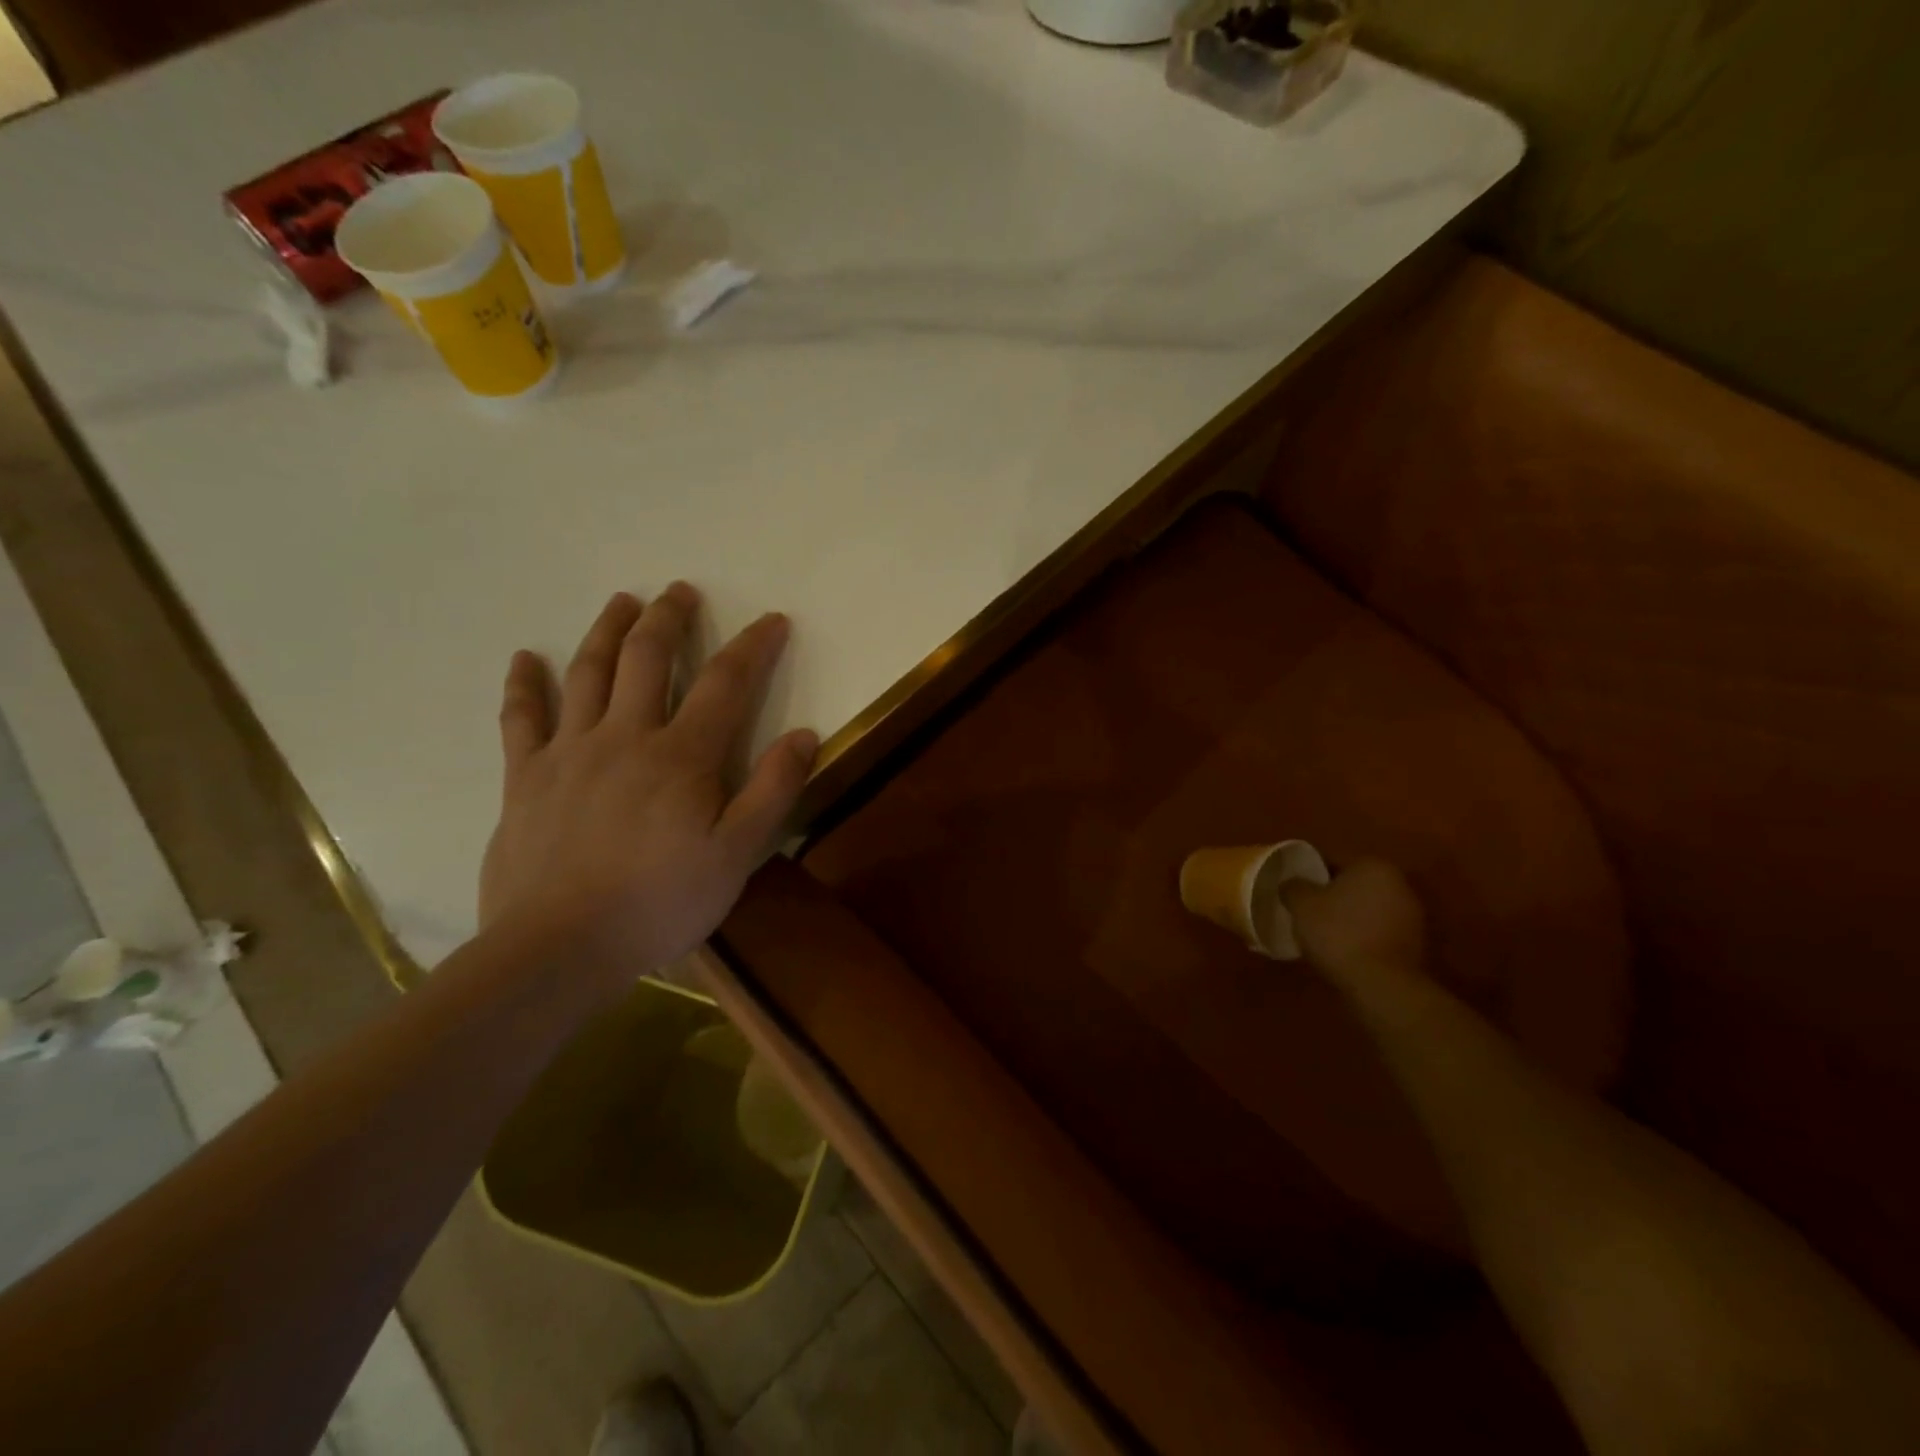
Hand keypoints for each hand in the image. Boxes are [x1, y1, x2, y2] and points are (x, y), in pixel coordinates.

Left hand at [478, 583, 817, 988]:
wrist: (560, 948)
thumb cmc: (660, 902)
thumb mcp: (738, 854)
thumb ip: (774, 790)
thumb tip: (805, 734)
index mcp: (682, 755)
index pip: (726, 682)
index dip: (753, 646)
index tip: (772, 620)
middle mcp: (626, 735)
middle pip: (649, 658)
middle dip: (670, 618)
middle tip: (681, 590)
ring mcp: (570, 751)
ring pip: (589, 672)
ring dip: (607, 630)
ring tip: (622, 600)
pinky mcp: (525, 777)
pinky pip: (521, 718)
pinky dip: (524, 684)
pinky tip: (524, 658)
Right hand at [1280, 857, 1426, 984]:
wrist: (1382, 984)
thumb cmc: (1338, 933)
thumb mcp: (1301, 905)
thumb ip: (1294, 887)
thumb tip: (1292, 884)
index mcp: (1372, 866)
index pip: (1333, 862)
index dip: (1311, 875)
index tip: (1297, 891)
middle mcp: (1399, 883)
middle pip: (1354, 885)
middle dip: (1333, 896)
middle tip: (1308, 911)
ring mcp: (1412, 915)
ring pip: (1368, 908)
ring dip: (1350, 917)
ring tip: (1324, 934)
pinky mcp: (1416, 943)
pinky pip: (1379, 931)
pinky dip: (1364, 936)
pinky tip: (1345, 950)